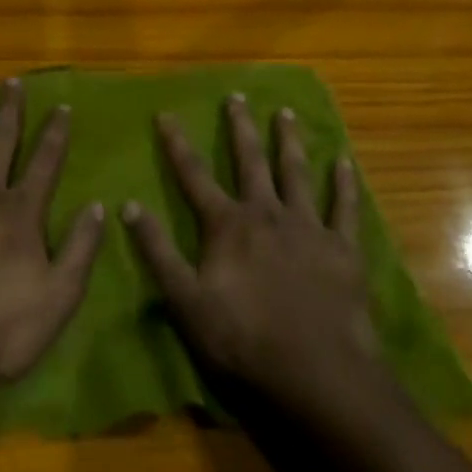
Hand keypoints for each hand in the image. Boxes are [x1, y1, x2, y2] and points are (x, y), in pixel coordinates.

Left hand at [0, 80, 104, 389]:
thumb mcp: (59, 298)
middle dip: (9, 110)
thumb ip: (81, 249)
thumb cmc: (0, 331)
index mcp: (21, 212)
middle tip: (12, 82)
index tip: (61, 106)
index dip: (55, 133)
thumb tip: (97, 206)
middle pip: (0, 141)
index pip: (45, 161)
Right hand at [122, 95, 379, 412]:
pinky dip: (343, 184)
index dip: (177, 144)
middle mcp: (266, 213)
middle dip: (240, 127)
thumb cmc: (243, 341)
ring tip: (286, 113)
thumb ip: (157, 251)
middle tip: (237, 96)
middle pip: (250, 161)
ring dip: (289, 141)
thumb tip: (128, 205)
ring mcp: (308, 227)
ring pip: (296, 173)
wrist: (318, 375)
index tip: (167, 114)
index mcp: (227, 225)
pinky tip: (344, 161)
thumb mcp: (185, 301)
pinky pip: (343, 208)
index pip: (194, 175)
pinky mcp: (342, 249)